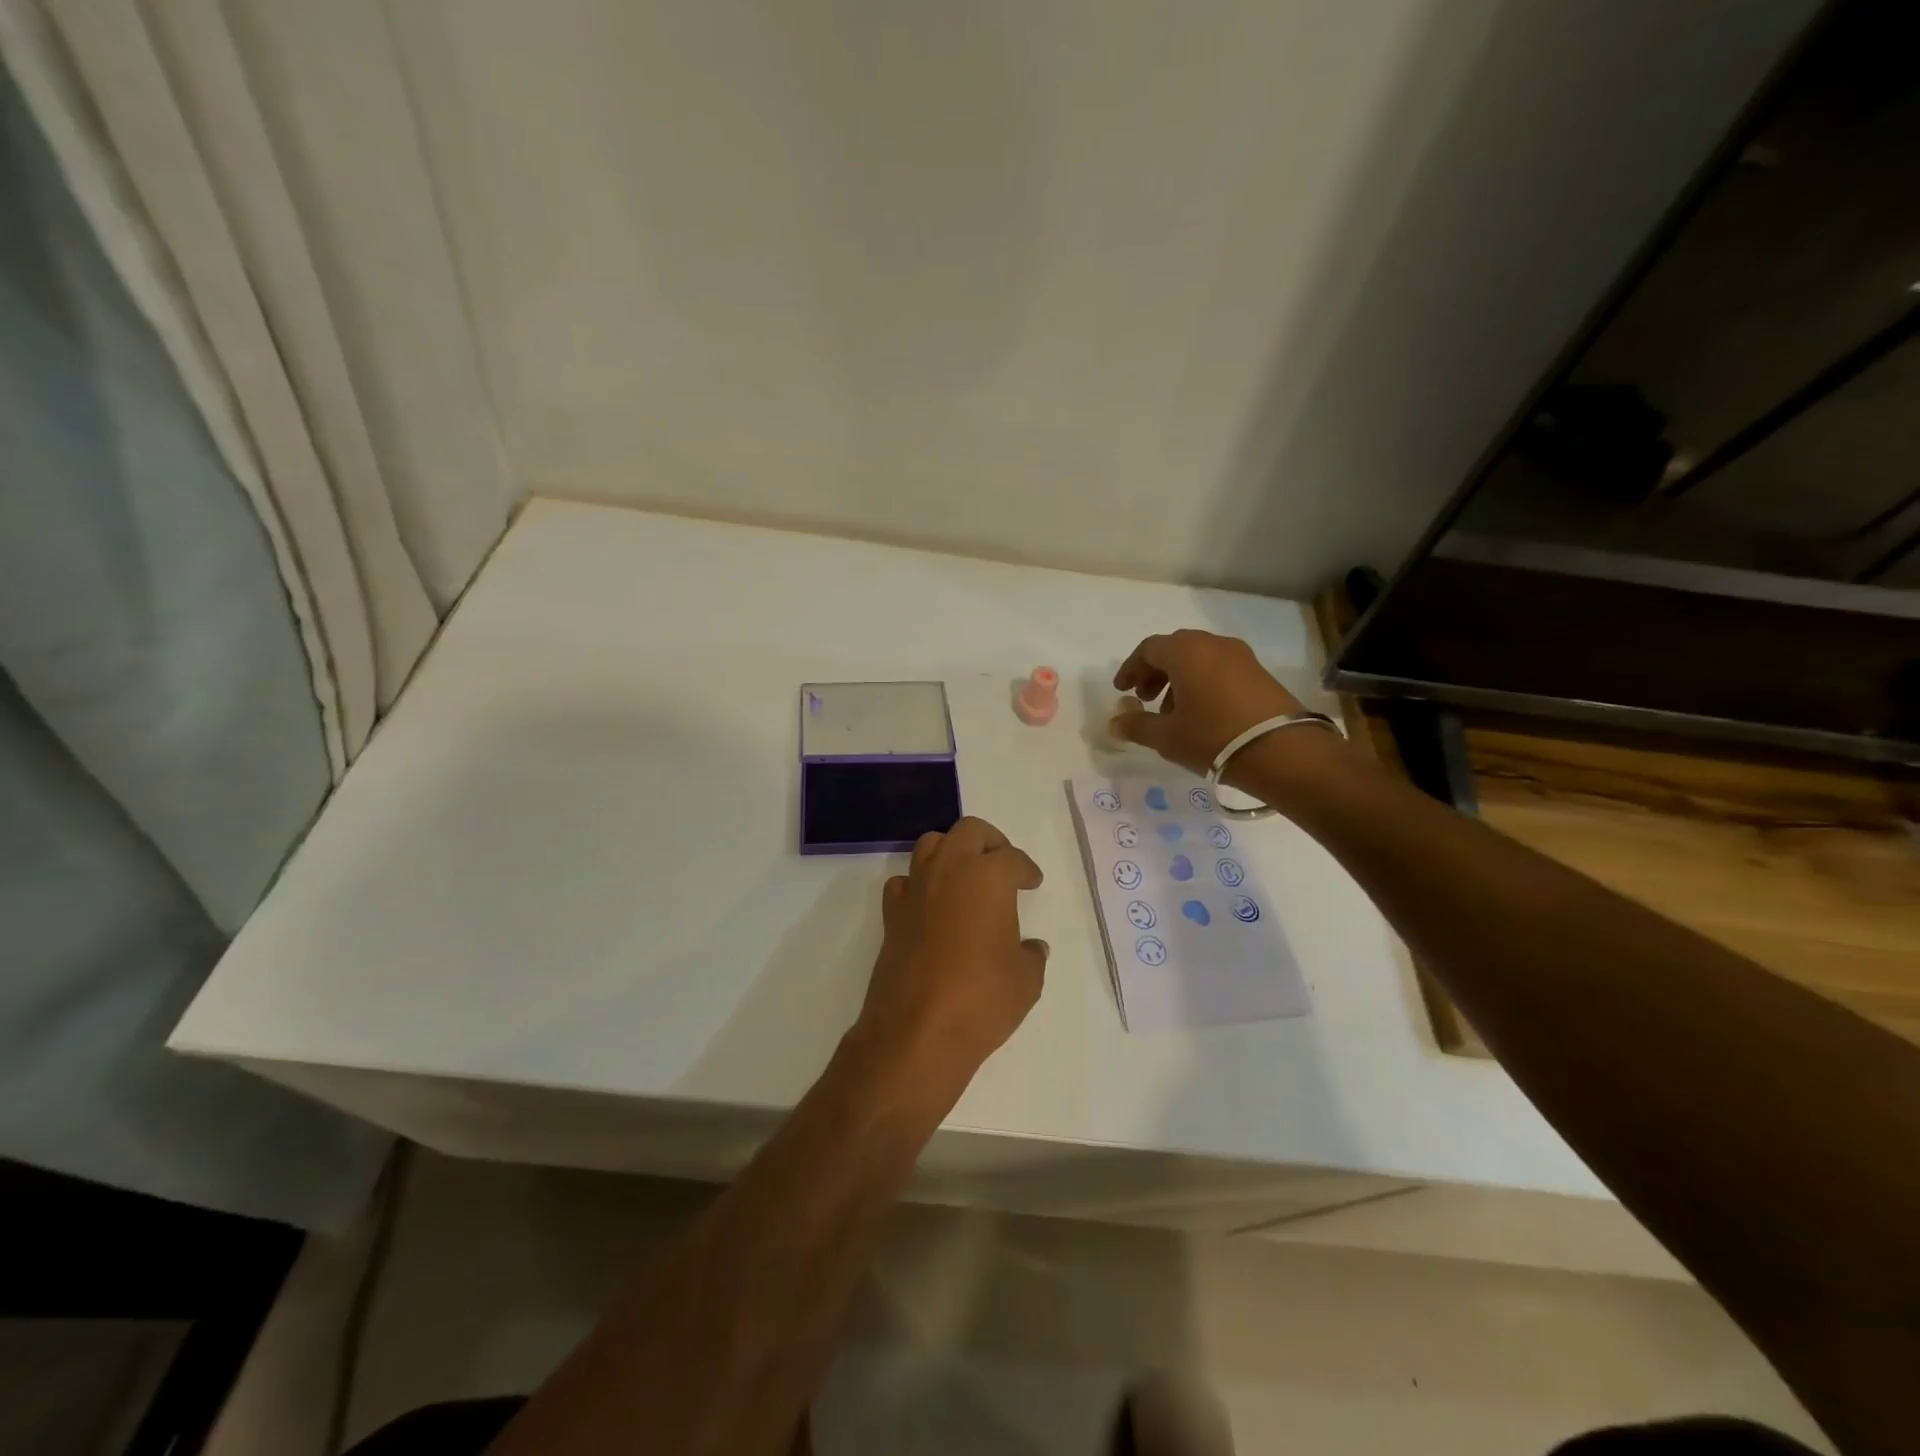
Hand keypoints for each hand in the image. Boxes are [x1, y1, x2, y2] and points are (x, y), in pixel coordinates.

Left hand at [858, 817, 1048, 1087]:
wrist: (918, 1031)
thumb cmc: (982, 999)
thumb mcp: (1026, 980)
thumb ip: (1031, 955)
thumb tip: (1031, 948)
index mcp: (988, 877)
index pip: (1012, 858)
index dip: (1026, 869)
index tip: (1032, 881)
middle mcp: (949, 870)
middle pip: (969, 831)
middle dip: (990, 841)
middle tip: (1002, 864)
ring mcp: (916, 890)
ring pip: (931, 844)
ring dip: (951, 851)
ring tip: (966, 876)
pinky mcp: (892, 915)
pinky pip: (904, 882)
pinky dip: (919, 884)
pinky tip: (931, 904)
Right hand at [1110, 630, 1305, 781]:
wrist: (1282, 751)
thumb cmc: (1213, 737)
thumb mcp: (1167, 737)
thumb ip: (1137, 726)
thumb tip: (1115, 723)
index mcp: (1186, 652)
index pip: (1149, 649)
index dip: (1131, 668)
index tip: (1122, 690)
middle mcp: (1214, 645)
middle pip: (1175, 649)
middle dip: (1155, 672)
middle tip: (1144, 698)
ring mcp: (1241, 657)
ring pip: (1199, 659)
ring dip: (1179, 679)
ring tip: (1172, 713)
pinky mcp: (1260, 673)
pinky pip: (1220, 669)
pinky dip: (1202, 683)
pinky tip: (1201, 714)